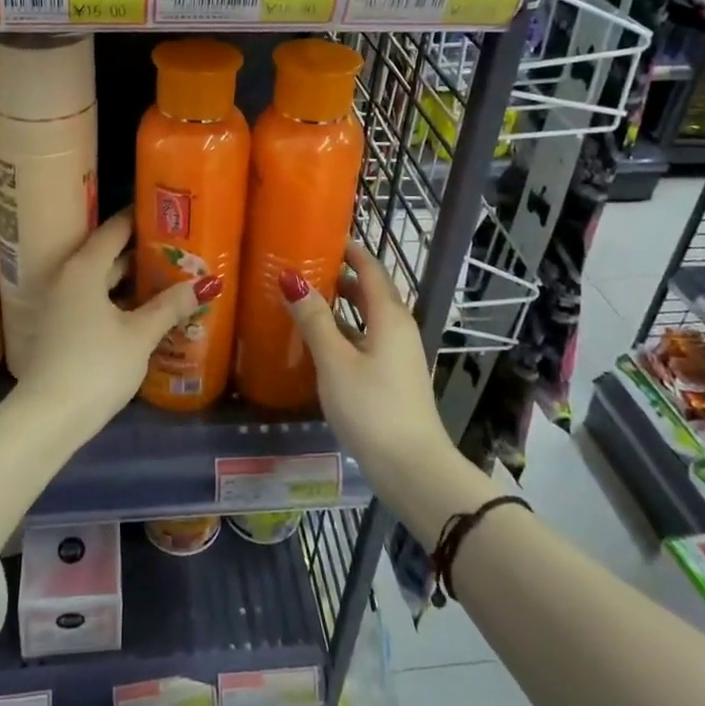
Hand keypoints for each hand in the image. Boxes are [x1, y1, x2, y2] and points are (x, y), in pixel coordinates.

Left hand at [14, 209, 211, 435]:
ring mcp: (63, 304)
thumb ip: (169, 306)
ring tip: (171, 277)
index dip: (141, 217)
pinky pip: (97, 301)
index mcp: (84, 268)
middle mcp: (69, 278)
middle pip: (109, 254)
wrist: (48, 417)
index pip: (115, 229)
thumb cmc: (96, 366)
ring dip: (133, 280)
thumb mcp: (139, 335)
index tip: (167, 210)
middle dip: (143, 252)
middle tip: (180, 247)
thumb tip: (201, 285)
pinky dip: (121, 301)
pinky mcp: (63, 328)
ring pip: (104, 281)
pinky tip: (147, 311)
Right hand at [282, 242, 458, 492]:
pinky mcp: (392, 378)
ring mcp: (397, 355)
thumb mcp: (335, 361)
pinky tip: (318, 343)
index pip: (369, 268)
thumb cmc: (372, 408)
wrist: (413, 468)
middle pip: (369, 291)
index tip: (318, 237)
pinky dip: (344, 331)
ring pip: (367, 318)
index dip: (347, 250)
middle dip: (339, 276)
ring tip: (303, 301)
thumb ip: (314, 319)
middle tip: (301, 268)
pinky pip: (366, 340)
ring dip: (339, 306)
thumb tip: (291, 278)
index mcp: (389, 315)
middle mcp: (398, 328)